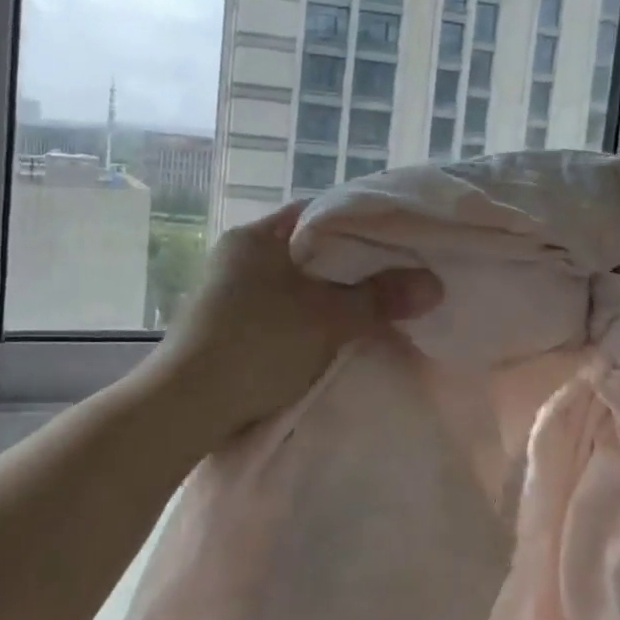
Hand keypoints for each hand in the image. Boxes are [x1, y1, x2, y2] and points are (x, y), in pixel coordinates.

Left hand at [149, 203, 442, 438]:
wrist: (185, 406)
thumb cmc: (258, 345)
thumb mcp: (328, 320)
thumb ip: (380, 298)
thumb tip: (435, 284)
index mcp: (257, 236)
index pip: (319, 213)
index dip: (360, 223)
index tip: (397, 240)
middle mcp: (238, 255)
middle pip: (307, 250)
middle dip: (348, 265)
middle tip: (392, 277)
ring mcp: (227, 291)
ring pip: (293, 283)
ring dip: (326, 295)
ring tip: (369, 307)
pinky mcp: (225, 325)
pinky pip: (279, 310)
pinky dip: (306, 317)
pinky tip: (331, 333)